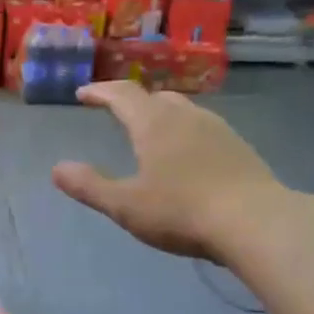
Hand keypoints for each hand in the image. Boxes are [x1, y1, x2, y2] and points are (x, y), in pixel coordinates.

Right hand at [52, 81, 280, 262]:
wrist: (255, 221)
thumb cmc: (182, 211)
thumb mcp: (126, 205)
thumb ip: (90, 186)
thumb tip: (57, 169)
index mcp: (154, 124)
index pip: (122, 95)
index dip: (100, 92)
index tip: (83, 93)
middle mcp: (186, 117)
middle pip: (156, 97)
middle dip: (133, 101)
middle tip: (117, 112)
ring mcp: (218, 130)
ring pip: (184, 111)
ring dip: (163, 115)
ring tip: (152, 133)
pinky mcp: (240, 148)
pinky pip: (204, 130)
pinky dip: (186, 134)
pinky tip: (189, 157)